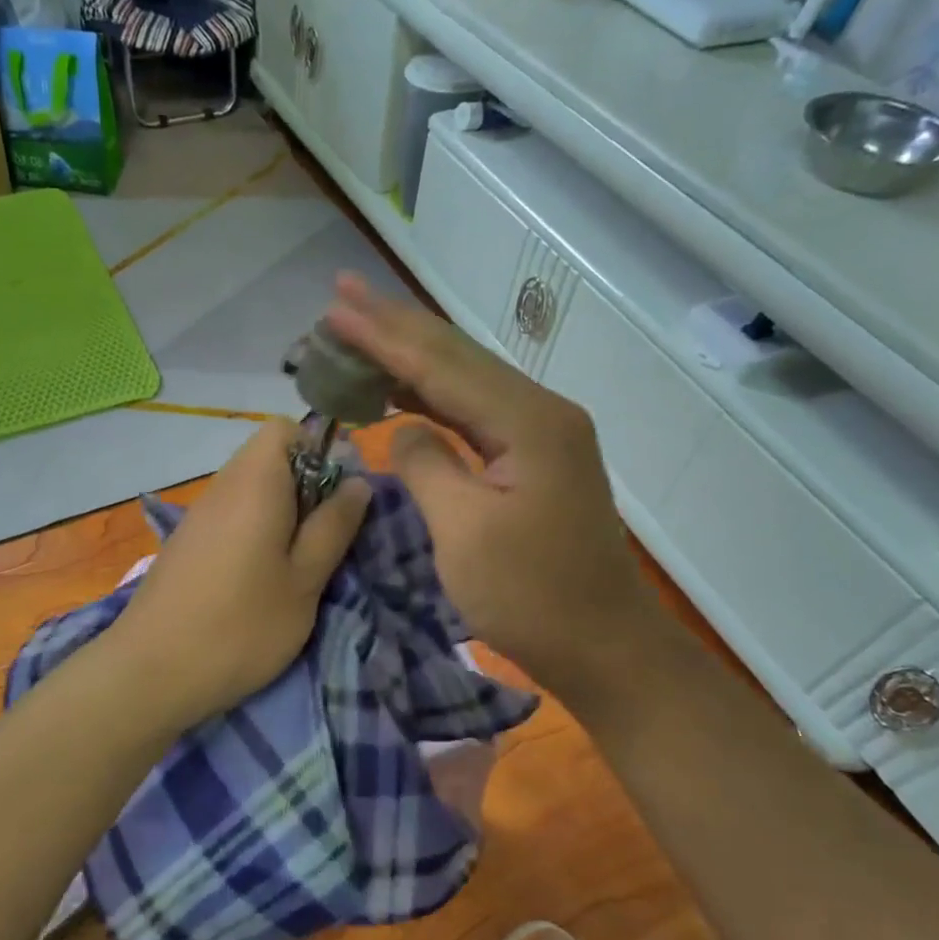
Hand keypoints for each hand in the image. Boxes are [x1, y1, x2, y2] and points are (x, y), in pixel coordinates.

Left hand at [102, 419, 371, 731]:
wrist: (150, 672)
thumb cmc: (241, 626)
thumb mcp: (304, 581)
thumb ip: (334, 527)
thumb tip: (358, 483)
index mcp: (255, 482)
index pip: (285, 428)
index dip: (319, 450)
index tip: (337, 497)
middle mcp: (223, 486)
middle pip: (270, 459)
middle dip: (306, 489)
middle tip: (323, 540)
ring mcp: (199, 515)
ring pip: (251, 491)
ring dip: (281, 515)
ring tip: (296, 567)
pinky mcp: (187, 543)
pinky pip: (231, 516)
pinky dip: (254, 534)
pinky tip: (258, 581)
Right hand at [324, 274, 651, 694]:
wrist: (603, 646)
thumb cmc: (532, 597)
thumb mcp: (465, 533)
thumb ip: (427, 464)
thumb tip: (404, 428)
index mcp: (528, 422)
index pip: (441, 365)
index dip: (383, 336)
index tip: (335, 308)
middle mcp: (539, 412)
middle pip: (456, 356)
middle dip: (396, 324)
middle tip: (343, 293)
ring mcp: (539, 434)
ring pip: (464, 380)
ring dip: (410, 355)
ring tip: (361, 328)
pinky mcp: (532, 458)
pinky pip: (472, 412)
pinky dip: (430, 396)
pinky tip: (402, 389)